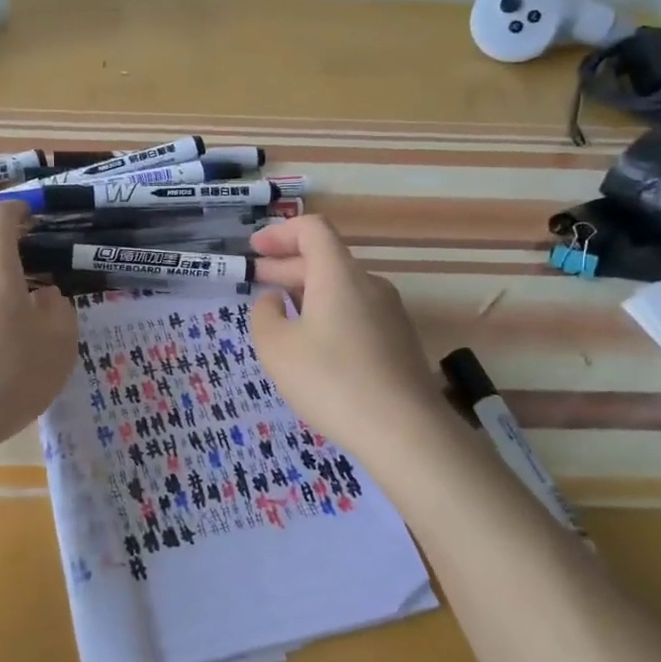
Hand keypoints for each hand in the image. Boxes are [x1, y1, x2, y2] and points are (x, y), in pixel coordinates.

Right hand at [248, 216, 447, 461]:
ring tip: (278, 314)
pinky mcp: (398, 341)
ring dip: (306, 292)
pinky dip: (326, 313)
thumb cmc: (332, 381)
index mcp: (339, 275)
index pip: (312, 230)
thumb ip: (264, 315)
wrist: (406, 432)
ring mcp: (389, 313)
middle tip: (254, 280)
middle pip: (325, 259)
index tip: (254, 249)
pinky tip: (311, 345)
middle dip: (285, 265)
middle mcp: (368, 285)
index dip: (280, 233)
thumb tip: (272, 301)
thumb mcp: (277, 348)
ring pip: (340, 288)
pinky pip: (355, 312)